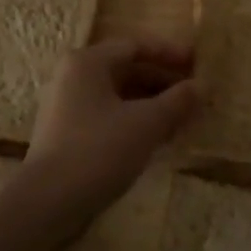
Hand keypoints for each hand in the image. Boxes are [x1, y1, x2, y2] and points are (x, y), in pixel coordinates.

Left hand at [23, 36, 195, 217]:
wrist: (46, 204)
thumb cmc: (98, 150)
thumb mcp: (146, 123)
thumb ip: (177, 101)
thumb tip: (203, 85)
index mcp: (88, 62)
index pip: (135, 45)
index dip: (170, 53)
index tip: (197, 64)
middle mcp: (73, 77)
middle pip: (126, 69)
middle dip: (163, 81)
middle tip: (194, 94)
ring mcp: (66, 107)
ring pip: (119, 95)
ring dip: (152, 104)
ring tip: (183, 118)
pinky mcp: (67, 135)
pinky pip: (108, 116)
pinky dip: (135, 121)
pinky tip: (158, 139)